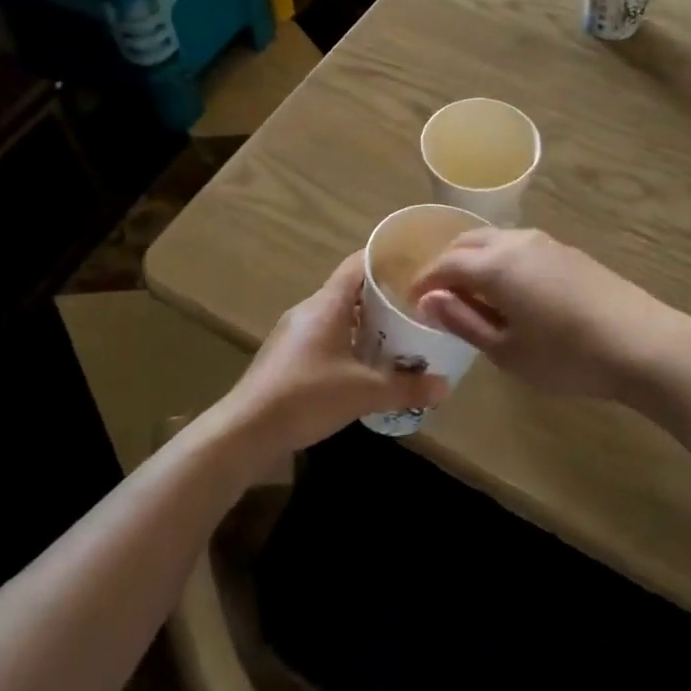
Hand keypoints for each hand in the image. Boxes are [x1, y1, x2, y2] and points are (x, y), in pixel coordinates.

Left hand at [218, 251, 447, 458]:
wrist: (245, 430)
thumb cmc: (306, 396)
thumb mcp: (363, 392)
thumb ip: (405, 387)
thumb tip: (444, 385)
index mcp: (327, 304)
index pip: (359, 264)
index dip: (387, 260)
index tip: (415, 265)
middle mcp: (309, 309)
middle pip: (351, 289)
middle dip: (383, 297)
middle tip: (416, 307)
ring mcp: (295, 332)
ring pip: (338, 315)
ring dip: (366, 323)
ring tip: (398, 336)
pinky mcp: (288, 355)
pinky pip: (325, 336)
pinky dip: (348, 342)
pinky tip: (365, 365)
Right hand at [412, 229, 690, 402]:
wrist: (642, 344)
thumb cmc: (566, 356)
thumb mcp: (507, 351)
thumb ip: (463, 321)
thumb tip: (428, 300)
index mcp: (495, 264)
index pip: (445, 264)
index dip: (425, 282)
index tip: (414, 302)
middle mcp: (517, 241)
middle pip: (468, 242)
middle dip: (447, 264)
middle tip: (439, 296)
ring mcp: (546, 243)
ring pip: (496, 240)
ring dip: (475, 260)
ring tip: (473, 294)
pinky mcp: (568, 252)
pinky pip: (520, 247)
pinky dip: (501, 261)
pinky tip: (511, 291)